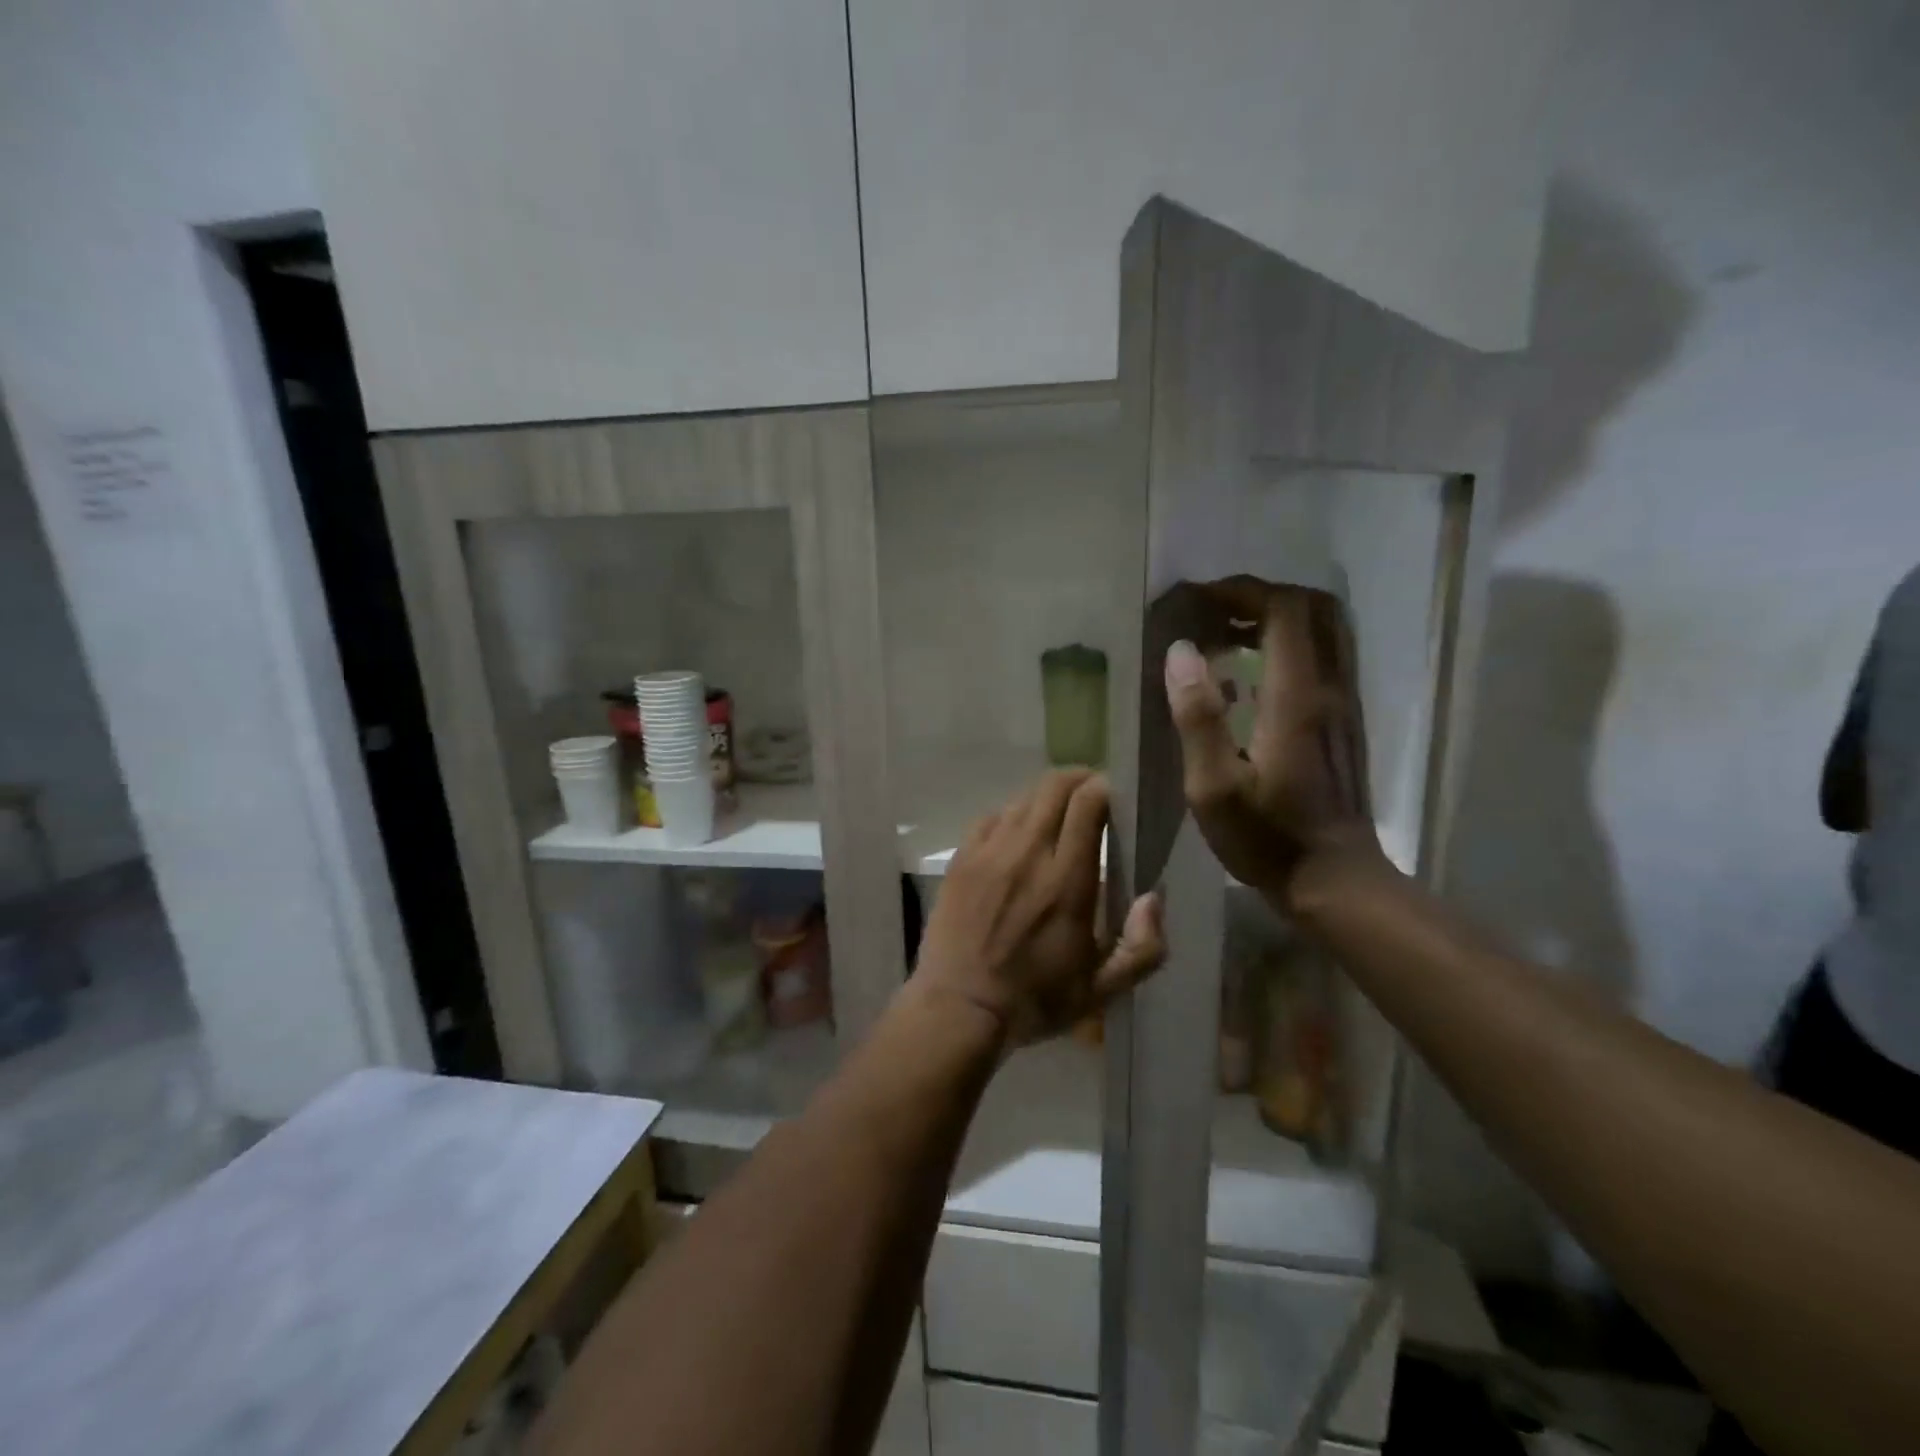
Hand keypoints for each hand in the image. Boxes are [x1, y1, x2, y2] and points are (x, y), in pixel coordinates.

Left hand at [913, 770, 1165, 1046]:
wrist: (959, 1008)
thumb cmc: (1035, 1000)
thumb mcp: (1102, 989)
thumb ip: (1143, 947)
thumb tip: (1154, 898)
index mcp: (1068, 880)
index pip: (1088, 802)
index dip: (1106, 787)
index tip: (1118, 797)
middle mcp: (1028, 853)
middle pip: (1055, 786)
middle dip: (1080, 780)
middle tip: (1093, 796)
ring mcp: (989, 852)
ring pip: (1023, 797)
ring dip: (1047, 797)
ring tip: (1058, 816)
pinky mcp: (962, 858)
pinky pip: (991, 816)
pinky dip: (1012, 815)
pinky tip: (1018, 835)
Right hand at [1159, 580, 1386, 907]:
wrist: (1336, 881)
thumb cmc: (1267, 838)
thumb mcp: (1213, 787)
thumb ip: (1197, 717)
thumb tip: (1181, 651)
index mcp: (1297, 698)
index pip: (1285, 610)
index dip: (1242, 591)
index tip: (1198, 599)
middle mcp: (1330, 689)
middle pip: (1314, 608)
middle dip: (1261, 596)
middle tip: (1213, 611)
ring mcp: (1345, 704)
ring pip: (1325, 630)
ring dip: (1276, 617)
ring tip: (1225, 635)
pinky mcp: (1345, 721)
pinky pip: (1324, 656)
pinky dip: (1288, 644)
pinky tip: (1249, 674)